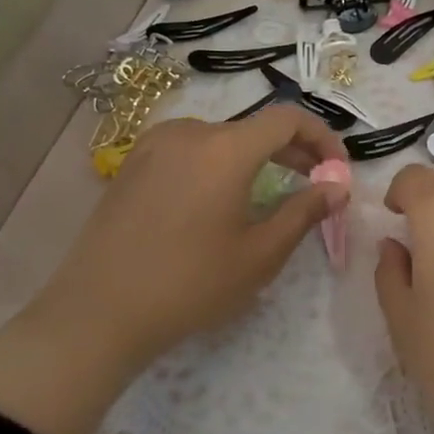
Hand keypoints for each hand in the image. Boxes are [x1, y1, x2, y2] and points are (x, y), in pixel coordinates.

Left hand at [0, 107, 345, 433]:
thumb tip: (338, 187)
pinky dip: (220, 162)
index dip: (322, 137)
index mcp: (224, 148)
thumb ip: (305, 211)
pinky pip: (191, 149)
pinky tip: (220, 198)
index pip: (288, 119)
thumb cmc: (189, 285)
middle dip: (293, 150)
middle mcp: (190, 132)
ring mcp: (155, 145)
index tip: (337, 169)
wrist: (95, 315)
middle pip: (255, 127)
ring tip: (270, 192)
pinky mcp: (134, 164)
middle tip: (315, 182)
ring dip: (256, 156)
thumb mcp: (260, 254)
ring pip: (223, 138)